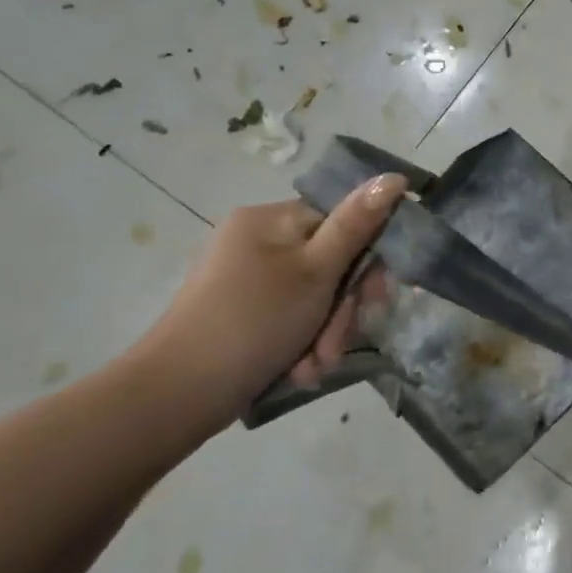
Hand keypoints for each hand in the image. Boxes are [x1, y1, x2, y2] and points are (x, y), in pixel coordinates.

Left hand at [129, 174, 408, 424]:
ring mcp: (249, 277)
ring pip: (316, 296)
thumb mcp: (316, 272)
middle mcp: (258, 240)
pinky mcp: (244, 312)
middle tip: (338, 344)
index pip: (342, 220)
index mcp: (270, 219)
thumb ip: (356, 225)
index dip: (368, 259)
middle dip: (343, 310)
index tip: (378, 297)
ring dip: (326, 333)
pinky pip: (293, 317)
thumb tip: (394, 177)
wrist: (177, 396)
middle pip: (331, 263)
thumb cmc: (253, 322)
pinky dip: (303, 343)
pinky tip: (300, 369)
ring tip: (315, 366)